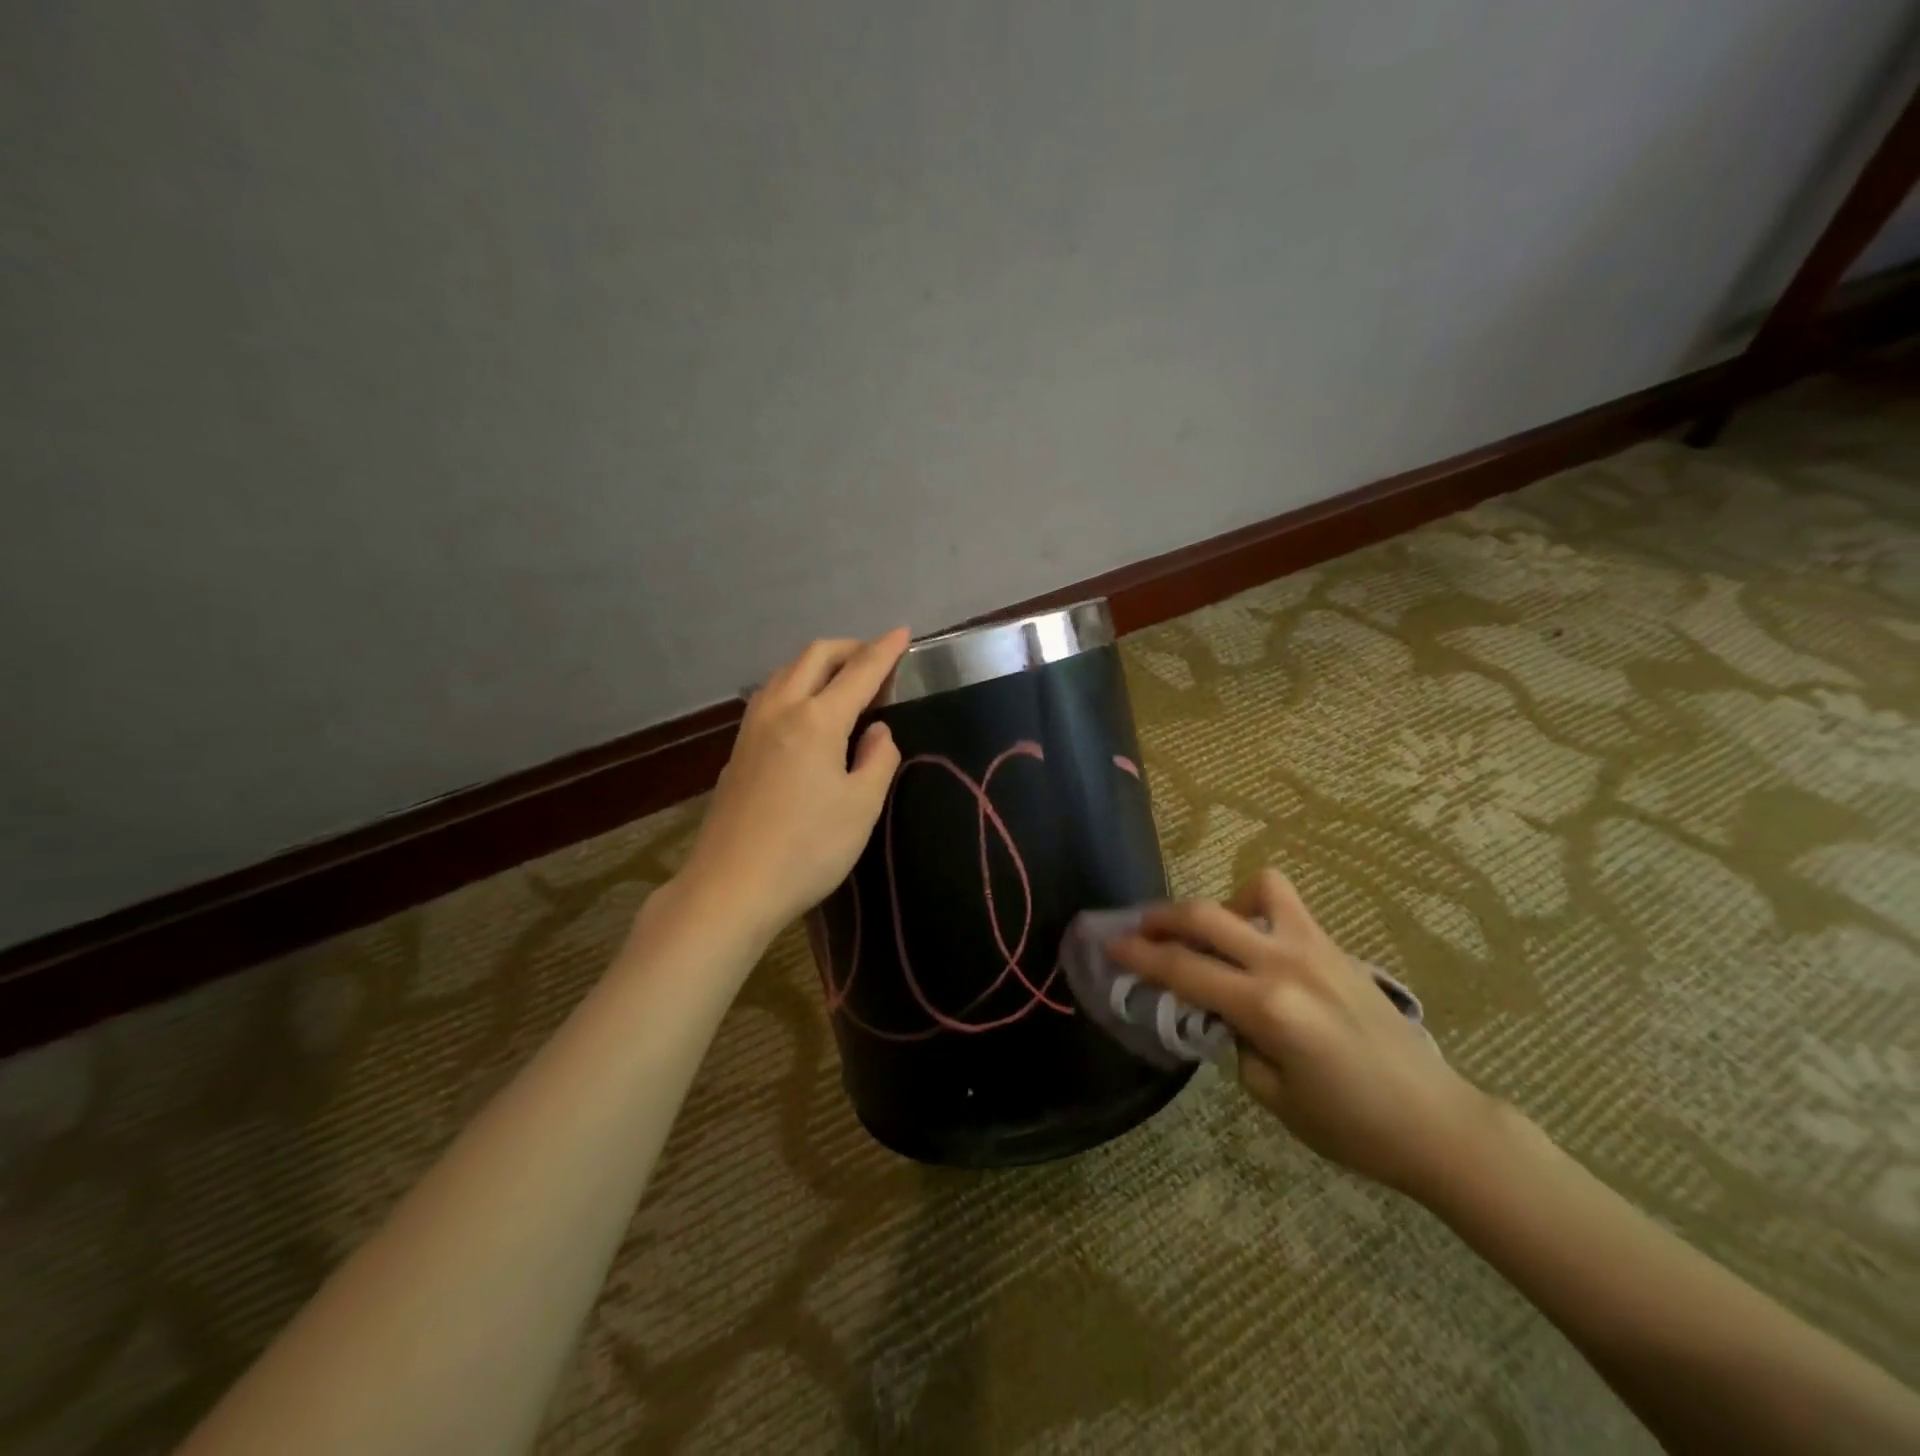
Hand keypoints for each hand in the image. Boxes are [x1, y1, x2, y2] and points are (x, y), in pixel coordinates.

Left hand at [676, 630, 908, 942]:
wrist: (731, 887)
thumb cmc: (808, 848)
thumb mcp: (861, 806)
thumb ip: (878, 759)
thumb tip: (877, 730)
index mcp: (816, 720)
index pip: (859, 671)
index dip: (885, 650)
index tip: (904, 633)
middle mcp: (780, 711)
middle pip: (814, 657)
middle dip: (849, 648)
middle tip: (877, 661)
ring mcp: (752, 729)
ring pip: (786, 673)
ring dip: (818, 665)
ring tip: (844, 684)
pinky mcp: (738, 751)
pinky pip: (771, 697)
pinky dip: (797, 687)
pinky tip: (808, 715)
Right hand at [1108, 868, 1495, 1197]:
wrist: (1436, 1121)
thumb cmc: (1352, 1126)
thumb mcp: (1273, 1097)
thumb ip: (1236, 1042)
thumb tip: (1221, 1011)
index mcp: (1267, 1008)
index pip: (1184, 970)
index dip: (1139, 956)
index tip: (1109, 945)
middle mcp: (1287, 963)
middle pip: (1205, 916)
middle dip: (1162, 918)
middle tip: (1139, 929)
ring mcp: (1316, 947)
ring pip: (1255, 889)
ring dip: (1219, 904)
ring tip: (1211, 934)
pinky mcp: (1336, 947)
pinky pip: (1287, 906)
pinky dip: (1257, 909)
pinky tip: (1256, 945)